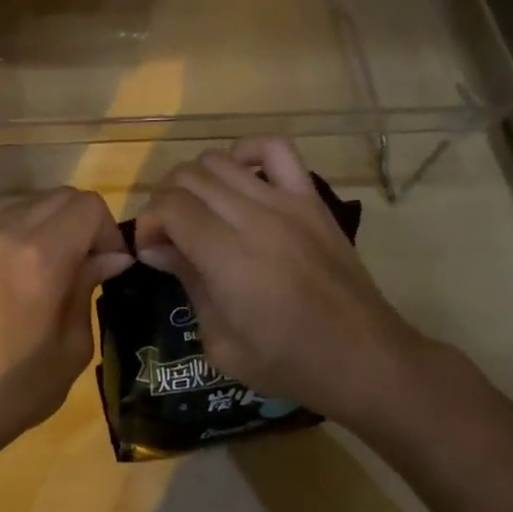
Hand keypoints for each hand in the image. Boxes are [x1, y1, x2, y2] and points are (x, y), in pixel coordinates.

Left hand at [0, 188, 131, 464]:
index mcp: (41, 256)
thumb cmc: (15, 389)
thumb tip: (109, 257)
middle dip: (80, 223)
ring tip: (43, 269)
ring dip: (45, 226)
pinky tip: (6, 279)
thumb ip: (88, 288)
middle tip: (82, 264)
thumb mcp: (71, 348)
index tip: (108, 264)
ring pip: (23, 204)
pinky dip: (11, 238)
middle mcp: (4, 231)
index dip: (108, 230)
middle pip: (58, 196)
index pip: (88, 205)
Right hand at [134, 137, 426, 430]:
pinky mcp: (310, 198)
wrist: (365, 360)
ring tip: (201, 210)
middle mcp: (254, 218)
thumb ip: (187, 282)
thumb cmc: (288, 363)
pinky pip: (275, 148)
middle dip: (166, 202)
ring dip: (197, 181)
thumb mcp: (220, 341)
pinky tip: (240, 177)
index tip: (150, 249)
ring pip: (218, 160)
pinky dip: (247, 151)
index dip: (147, 223)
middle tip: (171, 234)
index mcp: (229, 258)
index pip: (170, 207)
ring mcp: (285, 203)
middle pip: (188, 178)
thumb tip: (155, 246)